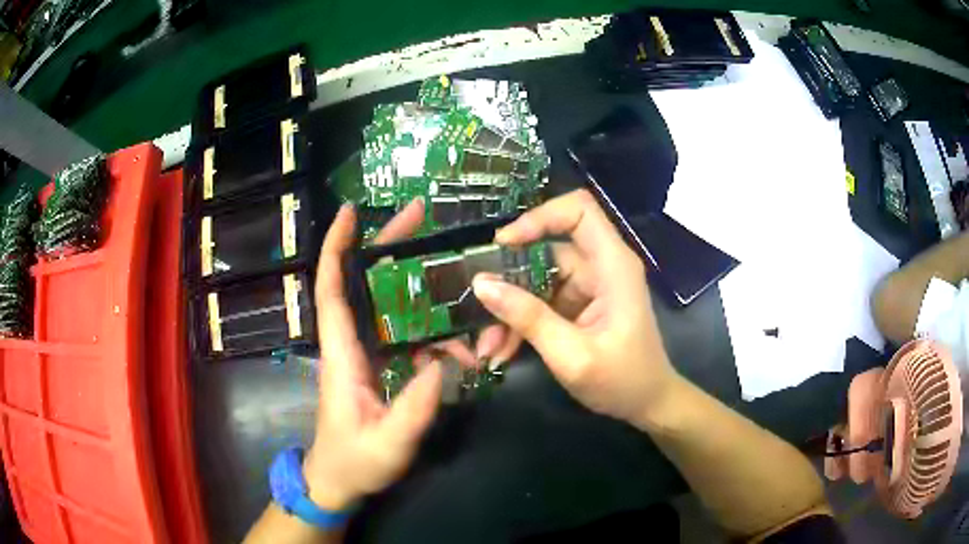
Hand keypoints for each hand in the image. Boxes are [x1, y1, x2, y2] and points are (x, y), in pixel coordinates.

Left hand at [303, 199, 443, 510]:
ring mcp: (364, 354)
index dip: (336, 248)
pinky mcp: (377, 365)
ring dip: (417, 286)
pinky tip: (458, 344)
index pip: (331, 291)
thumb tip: (443, 364)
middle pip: (362, 282)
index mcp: (341, 354)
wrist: (339, 481)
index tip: (350, 212)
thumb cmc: (353, 461)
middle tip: (420, 216)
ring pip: (386, 305)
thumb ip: (414, 408)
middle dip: (387, 246)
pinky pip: (404, 335)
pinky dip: (430, 332)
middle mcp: (349, 344)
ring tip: (454, 274)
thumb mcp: (388, 442)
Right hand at [471, 189, 679, 426]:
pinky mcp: (580, 304)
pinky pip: (542, 300)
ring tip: (490, 346)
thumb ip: (528, 318)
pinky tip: (504, 349)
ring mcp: (590, 286)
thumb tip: (481, 284)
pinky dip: (522, 321)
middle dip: (510, 280)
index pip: (578, 210)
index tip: (503, 245)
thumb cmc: (622, 381)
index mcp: (613, 265)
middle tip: (480, 310)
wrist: (648, 404)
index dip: (539, 217)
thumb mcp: (571, 355)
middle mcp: (601, 266)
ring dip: (511, 309)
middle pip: (547, 248)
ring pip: (537, 278)